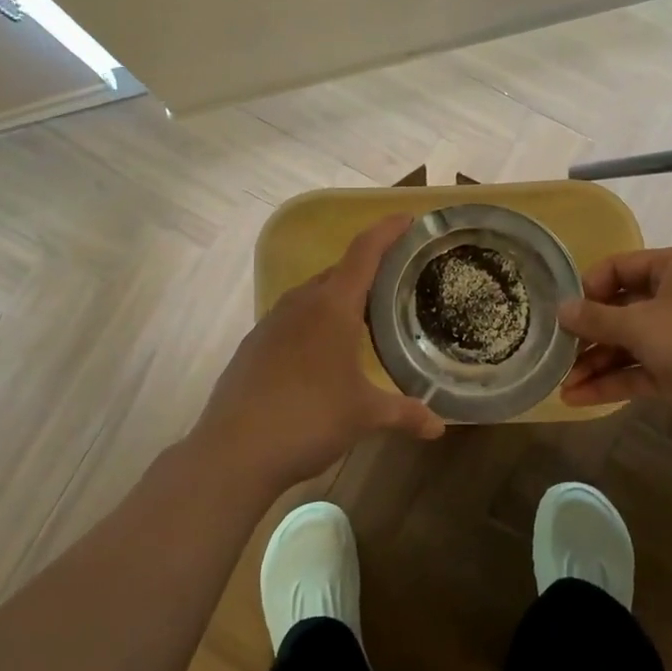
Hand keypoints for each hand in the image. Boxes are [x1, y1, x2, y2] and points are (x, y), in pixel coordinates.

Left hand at [193, 214, 443, 494]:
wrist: (233, 451)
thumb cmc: (308, 419)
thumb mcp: (364, 415)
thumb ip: (404, 413)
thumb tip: (438, 426)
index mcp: (332, 305)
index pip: (364, 251)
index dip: (387, 231)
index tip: (408, 219)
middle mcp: (300, 303)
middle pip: (339, 271)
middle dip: (367, 269)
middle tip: (396, 281)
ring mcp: (271, 322)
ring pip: (313, 295)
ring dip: (339, 297)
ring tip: (364, 317)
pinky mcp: (253, 344)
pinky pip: (293, 318)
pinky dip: (314, 321)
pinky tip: (322, 353)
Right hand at [557, 245, 671, 437]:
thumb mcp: (640, 322)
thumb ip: (596, 317)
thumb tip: (561, 309)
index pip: (620, 267)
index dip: (590, 287)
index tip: (566, 310)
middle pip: (621, 309)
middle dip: (589, 333)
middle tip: (556, 349)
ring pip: (628, 344)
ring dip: (595, 363)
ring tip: (562, 382)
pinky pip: (638, 372)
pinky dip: (611, 382)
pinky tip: (578, 398)